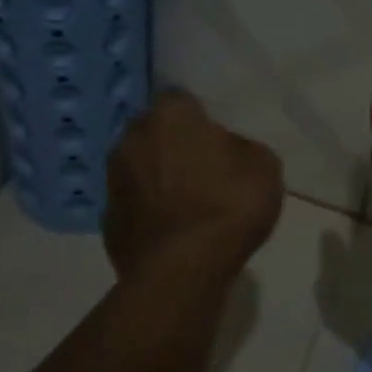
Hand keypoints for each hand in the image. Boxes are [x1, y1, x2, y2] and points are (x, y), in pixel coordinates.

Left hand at [104, 90, 283, 285]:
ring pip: (139, 168)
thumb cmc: (226, 208)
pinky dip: (148, 213)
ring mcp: (113, 180)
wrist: (181, 272)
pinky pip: (133, 205)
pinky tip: (171, 232)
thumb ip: (243, 149)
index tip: (216, 139)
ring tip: (187, 204)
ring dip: (157, 178)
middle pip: (155, 132)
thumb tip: (228, 151)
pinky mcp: (107, 219)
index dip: (199, 118)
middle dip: (173, 145)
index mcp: (169, 116)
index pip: (182, 100)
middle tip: (203, 169)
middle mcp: (132, 138)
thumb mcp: (264, 168)